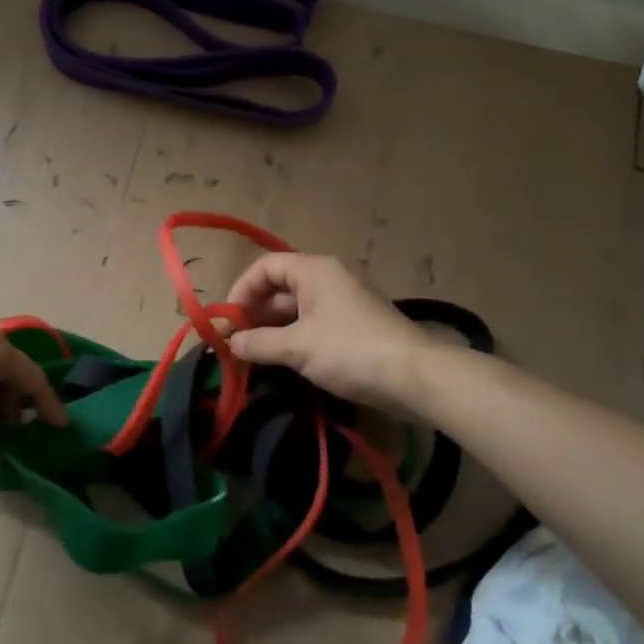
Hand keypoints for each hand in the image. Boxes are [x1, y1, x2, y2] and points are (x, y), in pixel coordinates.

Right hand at [226, 254, 432, 413]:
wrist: (416, 376)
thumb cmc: (351, 351)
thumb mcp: (298, 348)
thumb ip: (258, 343)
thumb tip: (231, 342)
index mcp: (314, 270)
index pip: (265, 267)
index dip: (241, 290)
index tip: (227, 320)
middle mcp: (329, 278)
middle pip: (280, 286)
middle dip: (255, 312)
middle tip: (236, 342)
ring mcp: (344, 302)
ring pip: (297, 308)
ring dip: (273, 328)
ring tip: (255, 355)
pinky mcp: (355, 325)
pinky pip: (314, 323)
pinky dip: (294, 337)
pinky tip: (284, 361)